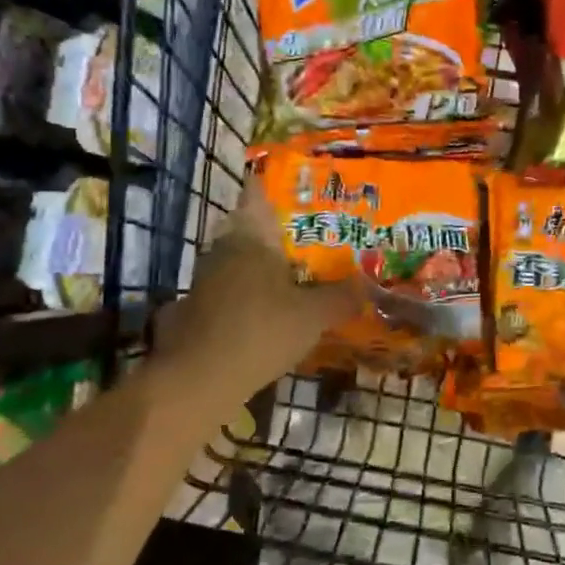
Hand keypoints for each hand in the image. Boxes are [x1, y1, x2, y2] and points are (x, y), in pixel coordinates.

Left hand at [151, 183, 364, 408]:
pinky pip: (229, 289)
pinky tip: (268, 311)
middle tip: (309, 239)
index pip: (258, 193)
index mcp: (252, 237)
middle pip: (250, 228)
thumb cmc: (261, 331)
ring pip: (239, 260)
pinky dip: (247, 294)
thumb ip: (341, 297)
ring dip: (261, 266)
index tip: (297, 188)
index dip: (274, 185)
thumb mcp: (313, 316)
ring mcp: (206, 278)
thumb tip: (367, 284)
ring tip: (295, 275)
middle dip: (276, 232)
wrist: (199, 379)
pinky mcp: (197, 307)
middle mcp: (225, 248)